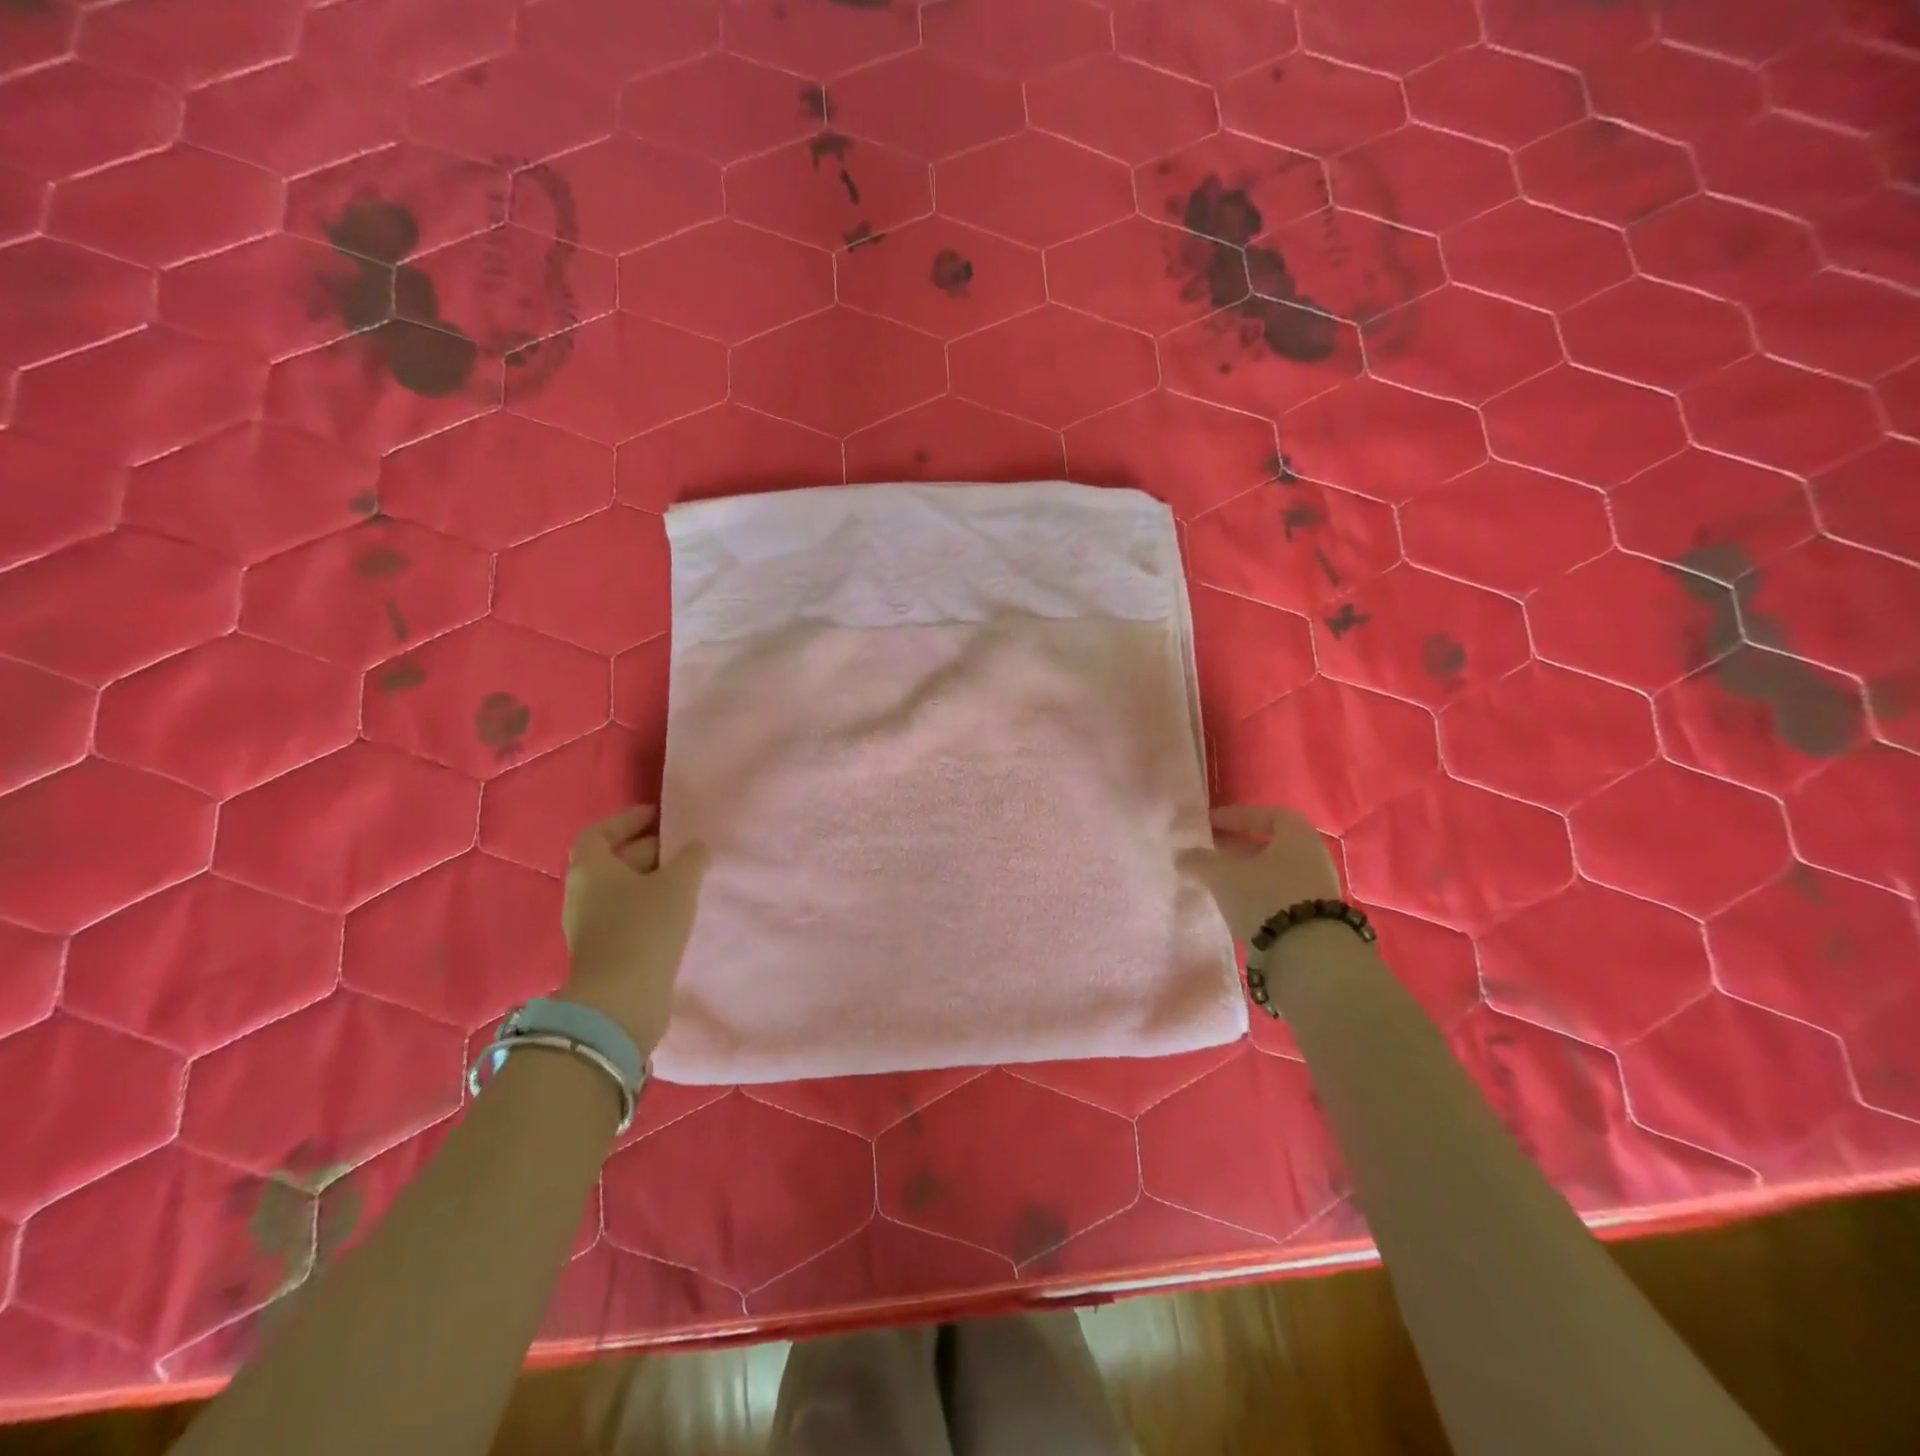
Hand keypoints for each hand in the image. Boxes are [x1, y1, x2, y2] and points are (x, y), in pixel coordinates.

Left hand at [558, 807, 707, 1054]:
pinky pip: (631, 917)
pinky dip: (653, 908)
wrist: (622, 1001)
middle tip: (687, 848)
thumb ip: (690, 859)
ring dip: (655, 882)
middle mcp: (584, 895)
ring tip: (690, 880)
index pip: (599, 832)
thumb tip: (696, 847)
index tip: (658, 815)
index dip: (627, 820)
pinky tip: (682, 913)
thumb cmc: (644, 929)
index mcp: (590, 870)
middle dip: (650, 850)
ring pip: (625, 892)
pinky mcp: (607, 952)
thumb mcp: (677, 884)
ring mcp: (592, 927)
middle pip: (615, 861)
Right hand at [1180, 804, 1342, 941]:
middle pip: (1272, 843)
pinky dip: (1257, 892)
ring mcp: (1318, 888)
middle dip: (1239, 845)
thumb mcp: (1223, 875)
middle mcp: (1313, 857)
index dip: (1236, 816)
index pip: (1268, 814)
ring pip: (1276, 870)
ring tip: (1218, 879)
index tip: (1209, 824)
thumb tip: (1182, 855)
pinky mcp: (1314, 917)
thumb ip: (1199, 860)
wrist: (1309, 957)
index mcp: (1298, 836)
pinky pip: (1280, 893)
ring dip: (1247, 871)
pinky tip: (1236, 903)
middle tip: (1210, 850)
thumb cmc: (1265, 898)